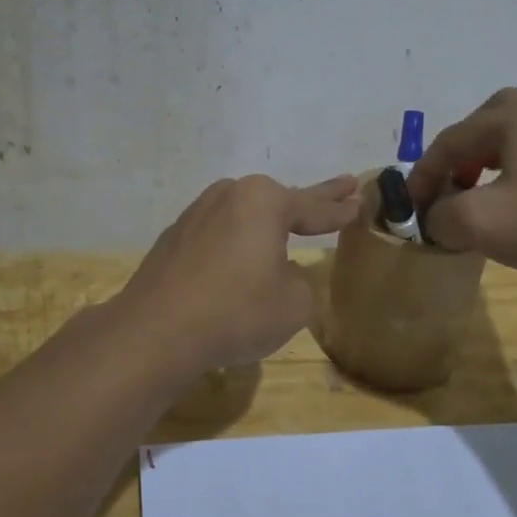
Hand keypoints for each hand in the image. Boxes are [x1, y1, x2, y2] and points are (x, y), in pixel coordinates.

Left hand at [118, 174, 361, 371]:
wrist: (156, 331)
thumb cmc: (236, 311)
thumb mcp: (294, 303)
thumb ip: (300, 281)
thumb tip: (282, 272)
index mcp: (263, 202)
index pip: (313, 206)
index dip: (339, 209)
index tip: (360, 200)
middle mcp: (228, 195)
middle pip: (279, 199)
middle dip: (312, 198)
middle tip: (343, 185)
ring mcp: (195, 214)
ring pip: (244, 215)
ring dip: (267, 222)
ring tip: (289, 225)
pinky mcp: (173, 238)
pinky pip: (218, 235)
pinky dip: (235, 242)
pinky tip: (239, 259)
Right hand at [407, 88, 516, 281]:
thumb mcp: (478, 223)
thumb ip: (439, 215)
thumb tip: (436, 217)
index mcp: (511, 113)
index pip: (448, 142)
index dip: (422, 177)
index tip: (408, 208)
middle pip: (476, 135)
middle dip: (453, 167)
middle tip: (442, 197)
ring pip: (508, 144)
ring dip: (483, 170)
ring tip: (476, 201)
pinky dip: (515, 174)